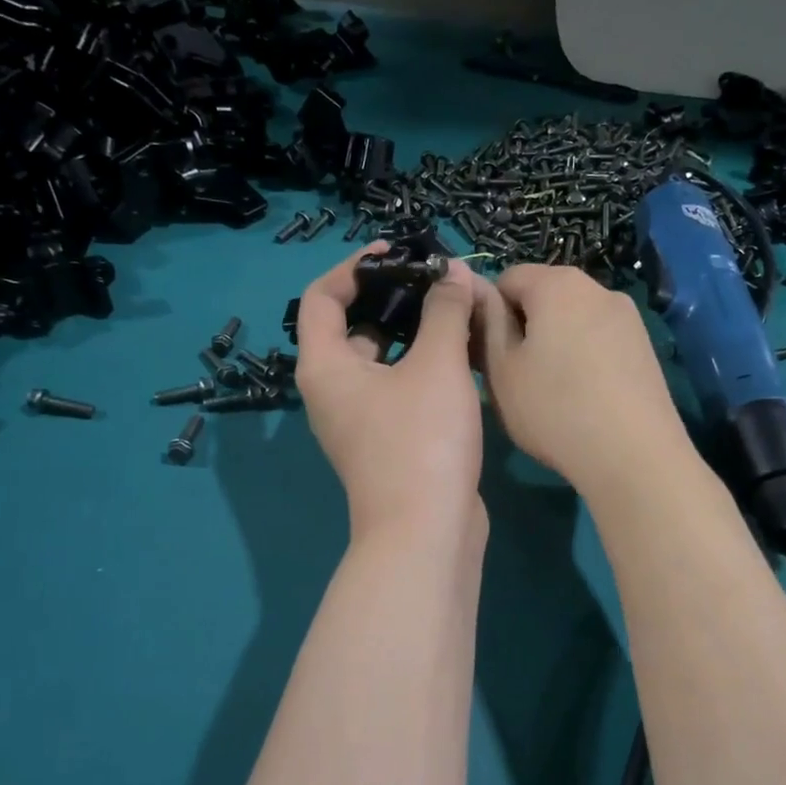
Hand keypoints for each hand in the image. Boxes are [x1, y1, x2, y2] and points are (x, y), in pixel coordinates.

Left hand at [295, 246, 486, 541]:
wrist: (427, 531)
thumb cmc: (422, 440)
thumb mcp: (436, 365)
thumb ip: (444, 310)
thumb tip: (452, 271)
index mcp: (325, 367)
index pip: (322, 296)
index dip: (356, 266)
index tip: (399, 253)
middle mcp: (333, 391)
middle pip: (353, 326)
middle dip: (393, 298)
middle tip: (438, 280)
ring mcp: (360, 420)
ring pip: (382, 360)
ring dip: (415, 332)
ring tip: (456, 310)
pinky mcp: (388, 441)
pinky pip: (399, 387)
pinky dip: (423, 366)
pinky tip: (463, 355)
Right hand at [478, 265, 693, 496]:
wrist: (633, 455)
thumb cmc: (554, 409)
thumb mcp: (502, 369)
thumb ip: (487, 322)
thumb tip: (476, 290)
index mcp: (557, 284)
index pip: (507, 277)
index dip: (490, 311)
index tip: (488, 352)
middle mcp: (597, 288)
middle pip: (545, 295)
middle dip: (525, 326)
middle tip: (515, 375)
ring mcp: (628, 317)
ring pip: (574, 319)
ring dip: (555, 342)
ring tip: (551, 391)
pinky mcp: (645, 346)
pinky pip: (600, 340)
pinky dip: (584, 357)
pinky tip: (584, 397)